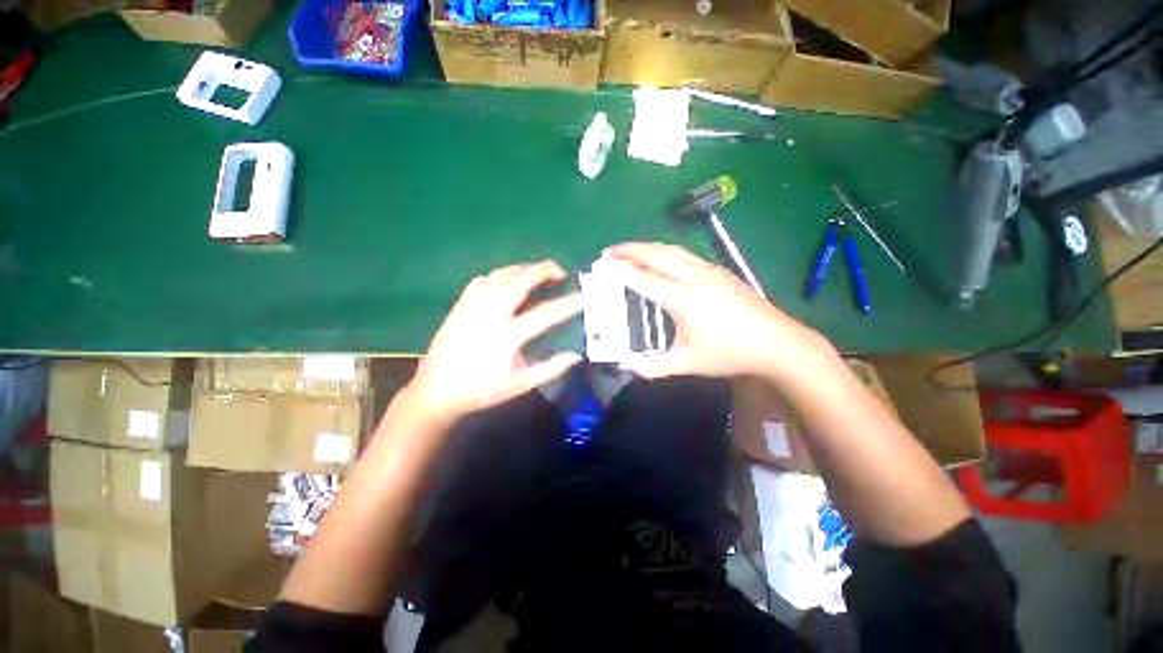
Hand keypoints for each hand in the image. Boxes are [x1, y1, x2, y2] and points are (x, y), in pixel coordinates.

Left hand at [403, 260, 582, 423]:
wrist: (436, 390)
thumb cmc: (482, 390)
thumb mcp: (520, 384)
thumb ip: (550, 368)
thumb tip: (576, 355)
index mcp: (507, 337)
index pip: (546, 314)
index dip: (569, 303)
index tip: (585, 296)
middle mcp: (490, 315)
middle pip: (520, 281)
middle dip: (543, 270)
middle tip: (560, 271)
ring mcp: (473, 306)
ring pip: (501, 275)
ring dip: (523, 269)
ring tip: (537, 272)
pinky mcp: (460, 305)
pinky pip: (482, 281)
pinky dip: (499, 275)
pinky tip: (507, 280)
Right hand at [602, 242, 831, 379]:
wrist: (776, 343)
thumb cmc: (730, 354)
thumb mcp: (688, 364)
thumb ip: (654, 367)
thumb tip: (628, 367)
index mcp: (685, 300)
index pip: (646, 280)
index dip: (622, 271)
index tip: (603, 265)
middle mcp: (695, 277)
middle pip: (657, 255)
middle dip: (631, 250)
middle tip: (609, 250)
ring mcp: (710, 270)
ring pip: (672, 250)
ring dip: (647, 247)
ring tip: (628, 249)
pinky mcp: (720, 270)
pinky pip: (685, 255)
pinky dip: (664, 252)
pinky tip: (659, 258)